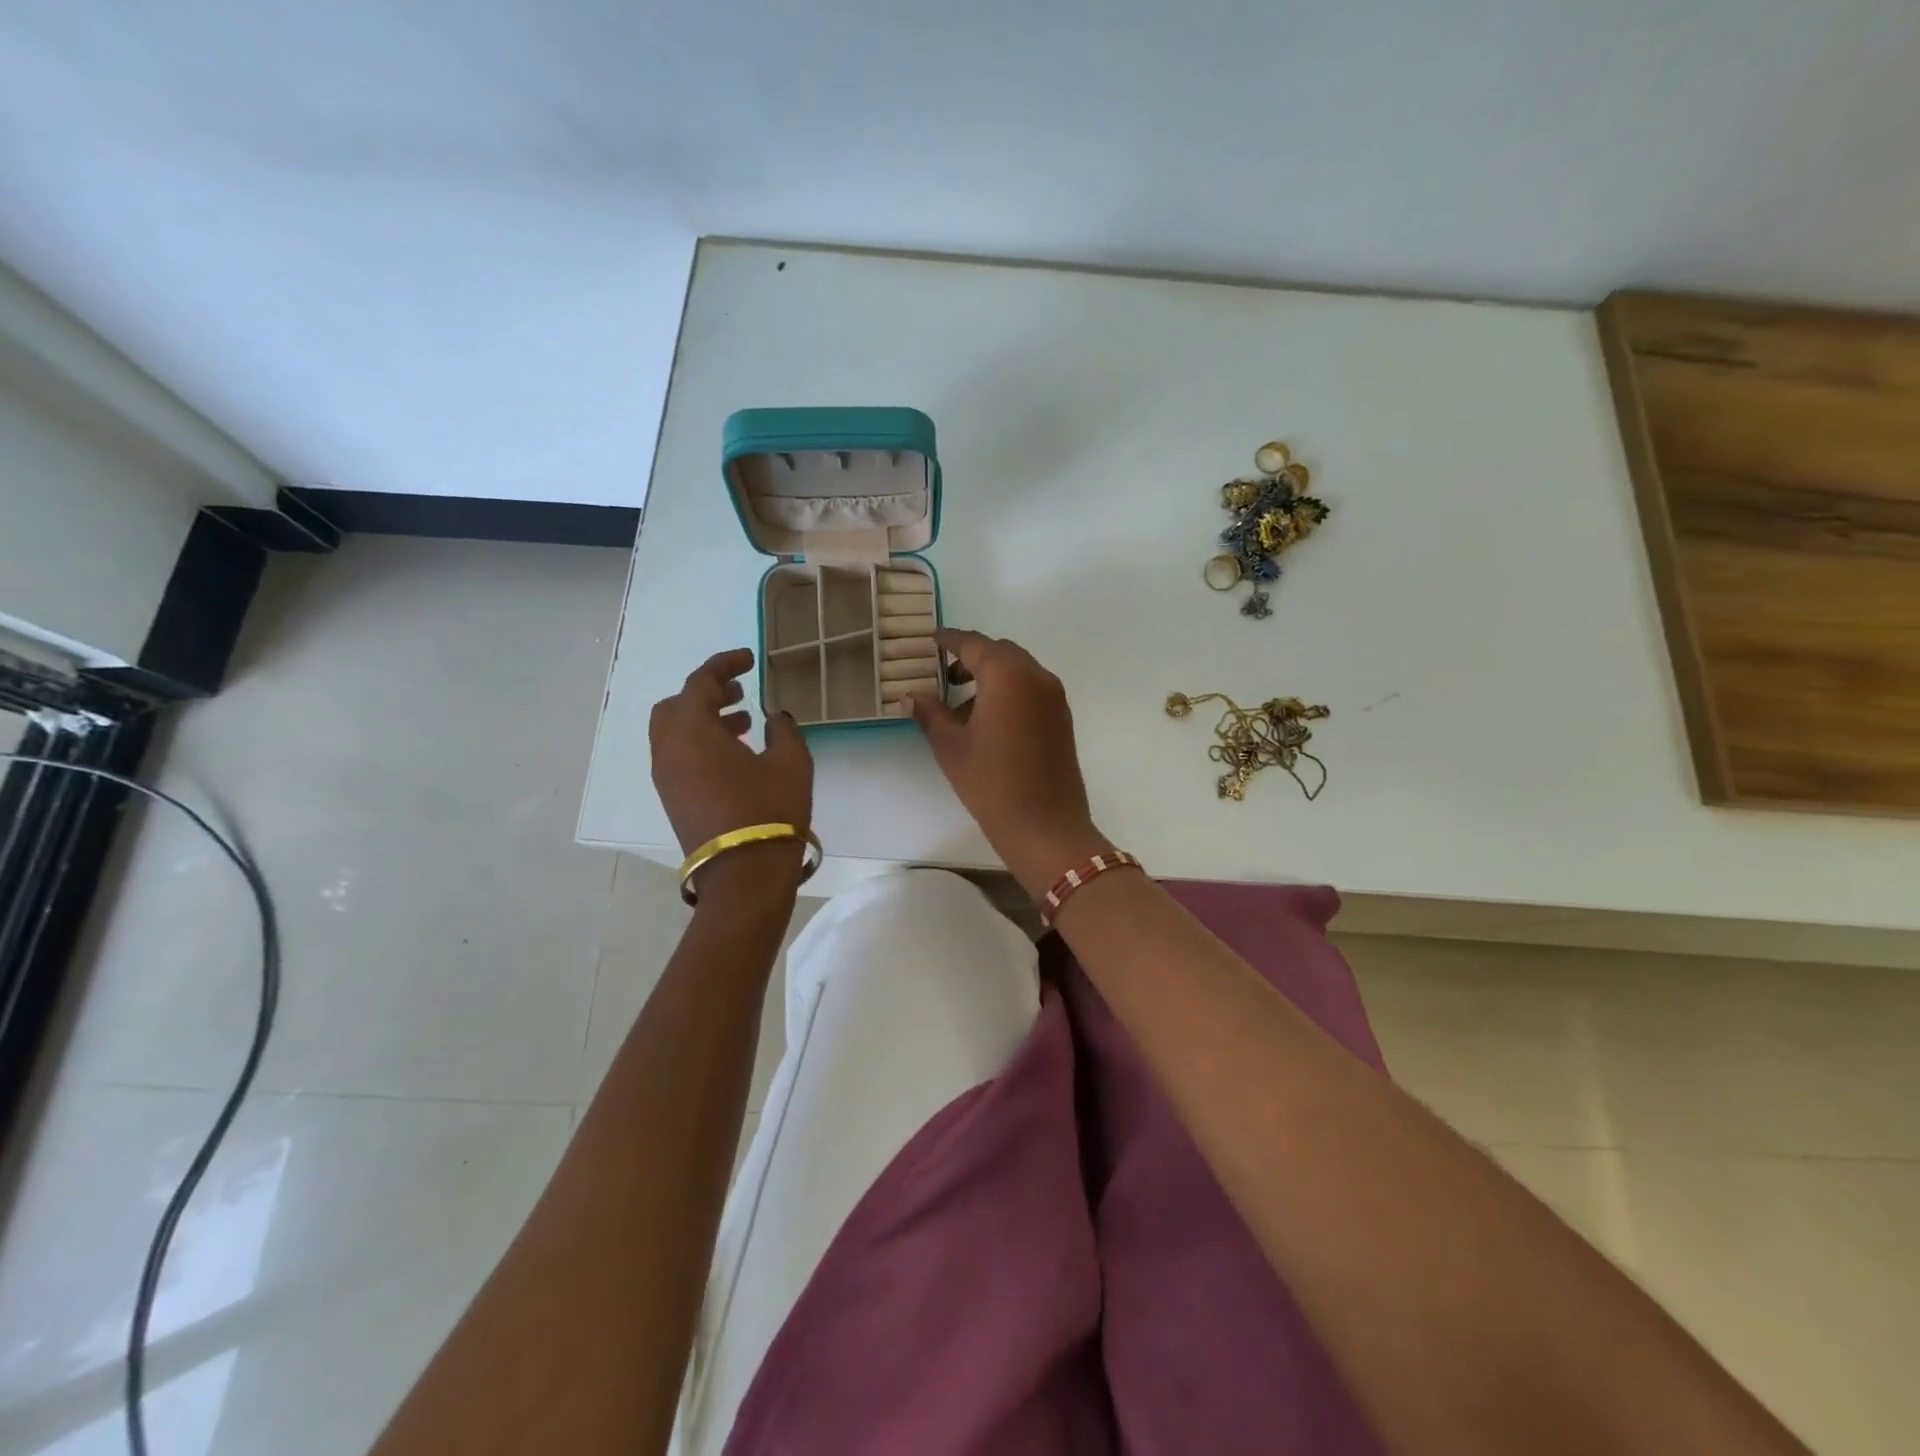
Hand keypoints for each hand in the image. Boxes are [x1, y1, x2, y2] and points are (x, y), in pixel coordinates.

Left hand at [650, 649, 812, 895]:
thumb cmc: (769, 809)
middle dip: (707, 693)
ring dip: (704, 719)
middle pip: (677, 705)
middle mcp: (668, 750)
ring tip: (743, 723)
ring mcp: (666, 777)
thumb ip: (783, 729)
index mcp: (692, 731)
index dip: (724, 665)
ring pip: (675, 732)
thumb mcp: (791, 762)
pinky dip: (700, 743)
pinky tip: (735, 755)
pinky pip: (679, 756)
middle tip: (740, 693)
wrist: (744, 874)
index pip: (700, 682)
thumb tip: (775, 717)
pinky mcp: (673, 799)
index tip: (749, 659)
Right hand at [908, 630, 1110, 896]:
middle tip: (945, 675)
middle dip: (972, 657)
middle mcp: (1036, 676)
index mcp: (1007, 675)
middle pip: (1000, 652)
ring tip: (962, 706)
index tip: (932, 640)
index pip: (974, 644)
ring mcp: (1054, 698)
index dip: (950, 640)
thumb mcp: (951, 746)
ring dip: (992, 677)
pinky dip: (1010, 692)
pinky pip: (1032, 690)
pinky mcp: (1062, 719)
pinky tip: (989, 721)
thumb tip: (912, 695)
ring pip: (1019, 671)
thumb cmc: (991, 782)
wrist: (1045, 825)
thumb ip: (930, 713)